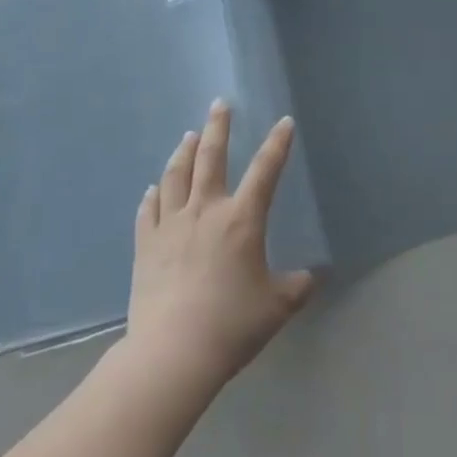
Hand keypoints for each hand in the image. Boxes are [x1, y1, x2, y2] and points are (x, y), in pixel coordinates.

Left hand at [126, 101, 316, 396]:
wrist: (173, 352)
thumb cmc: (231, 325)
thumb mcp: (277, 307)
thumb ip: (296, 287)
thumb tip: (311, 278)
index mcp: (241, 219)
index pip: (265, 171)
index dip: (277, 145)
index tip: (284, 123)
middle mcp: (205, 210)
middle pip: (210, 157)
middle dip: (218, 127)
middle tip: (219, 104)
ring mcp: (170, 225)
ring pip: (175, 175)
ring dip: (183, 152)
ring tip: (189, 136)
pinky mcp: (145, 244)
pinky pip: (148, 210)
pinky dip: (152, 194)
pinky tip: (153, 188)